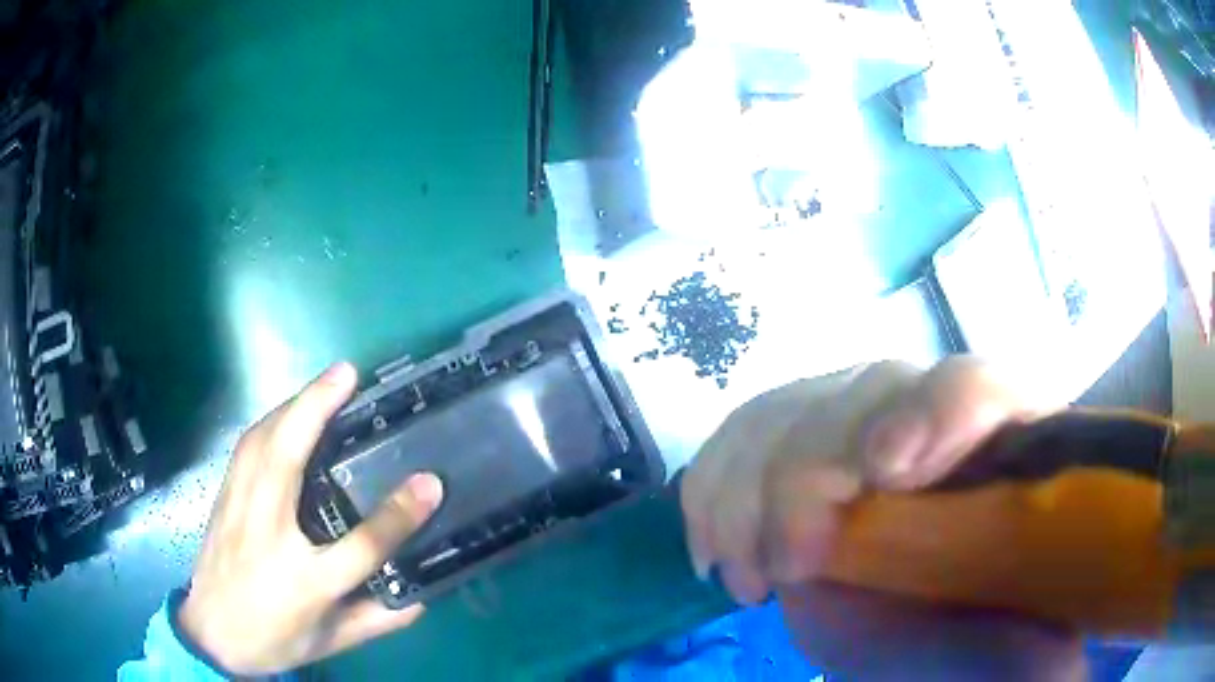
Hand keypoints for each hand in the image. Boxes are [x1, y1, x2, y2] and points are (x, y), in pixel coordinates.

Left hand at [179, 363, 443, 675]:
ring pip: (260, 442)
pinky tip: (284, 414)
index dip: (397, 515)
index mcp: (305, 583)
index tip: (429, 483)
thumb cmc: (275, 639)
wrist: (211, 635)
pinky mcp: (222, 498)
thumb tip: (423, 595)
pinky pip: (245, 448)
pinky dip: (269, 421)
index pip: (359, 547)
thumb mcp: (333, 641)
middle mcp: (267, 536)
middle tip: (347, 373)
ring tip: (323, 384)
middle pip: (286, 458)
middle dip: (315, 407)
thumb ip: (378, 619)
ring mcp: (238, 511)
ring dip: (291, 405)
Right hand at [681, 357, 1084, 678]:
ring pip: (787, 411)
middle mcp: (928, 411)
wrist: (937, 613)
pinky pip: (740, 436)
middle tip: (788, 567)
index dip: (934, 414)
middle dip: (809, 476)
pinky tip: (713, 551)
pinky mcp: (801, 443)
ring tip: (748, 578)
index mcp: (1004, 441)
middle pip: (864, 394)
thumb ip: (1026, 634)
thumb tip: (1024, 647)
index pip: (978, 390)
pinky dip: (713, 487)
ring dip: (748, 492)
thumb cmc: (981, 624)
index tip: (886, 472)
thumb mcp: (1017, 637)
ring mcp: (858, 417)